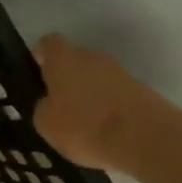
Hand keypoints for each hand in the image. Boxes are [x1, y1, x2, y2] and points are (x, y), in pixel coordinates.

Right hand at [31, 36, 179, 174]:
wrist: (145, 138)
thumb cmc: (84, 126)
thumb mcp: (46, 123)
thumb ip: (44, 107)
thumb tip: (50, 103)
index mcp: (64, 61)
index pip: (49, 44)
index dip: (41, 55)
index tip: (36, 70)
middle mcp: (93, 58)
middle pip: (76, 59)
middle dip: (67, 77)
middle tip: (58, 103)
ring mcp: (121, 72)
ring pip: (97, 77)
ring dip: (89, 92)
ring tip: (82, 121)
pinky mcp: (142, 90)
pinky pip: (115, 94)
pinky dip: (108, 106)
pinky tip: (104, 129)